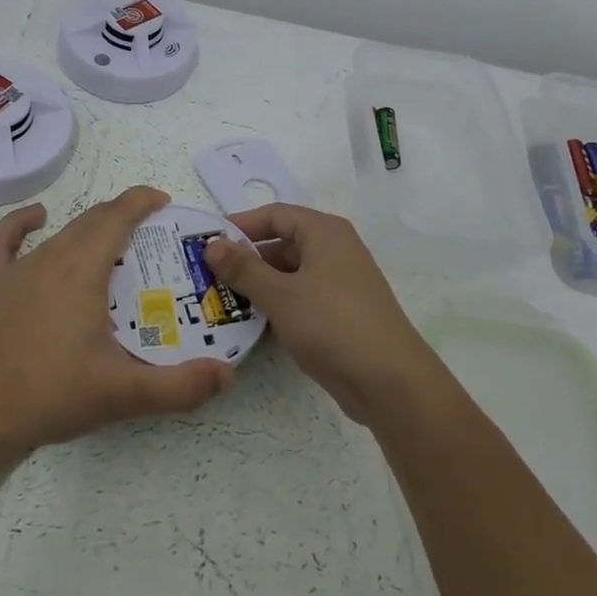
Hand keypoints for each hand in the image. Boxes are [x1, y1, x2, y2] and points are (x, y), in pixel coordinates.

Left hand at [0, 186, 232, 463]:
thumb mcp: (122, 393)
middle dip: (123, 216)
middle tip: (150, 235)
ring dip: (89, 229)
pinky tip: (37, 218)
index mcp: (82, 269)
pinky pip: (4, 242)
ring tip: (112, 243)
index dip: (142, 201)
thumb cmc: (51, 395)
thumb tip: (227, 373)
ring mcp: (15, 270)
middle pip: (92, 221)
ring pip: (61, 233)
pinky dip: (22, 224)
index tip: (165, 202)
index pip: (117, 216)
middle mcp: (50, 257)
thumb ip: (179, 386)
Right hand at [204, 204, 441, 426]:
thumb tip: (211, 244)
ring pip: (291, 272)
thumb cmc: (332, 324)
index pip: (275, 215)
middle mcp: (336, 249)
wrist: (390, 381)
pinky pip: (302, 295)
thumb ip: (243, 269)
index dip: (240, 225)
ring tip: (223, 299)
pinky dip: (279, 302)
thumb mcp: (280, 295)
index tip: (206, 242)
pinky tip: (255, 321)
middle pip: (283, 242)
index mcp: (324, 232)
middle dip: (246, 258)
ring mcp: (341, 281)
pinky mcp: (343, 311)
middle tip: (208, 275)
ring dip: (260, 283)